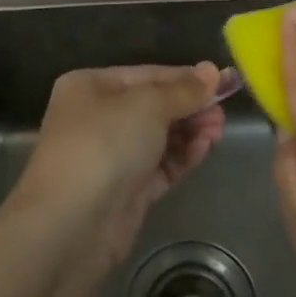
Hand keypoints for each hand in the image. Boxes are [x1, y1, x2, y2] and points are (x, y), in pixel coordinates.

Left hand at [10, 63, 225, 266]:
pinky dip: (183, 156)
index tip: (224, 81)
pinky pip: (161, 165)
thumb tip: (213, 71)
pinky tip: (204, 149)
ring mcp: (111, 156)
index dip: (187, 78)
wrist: (71, 225)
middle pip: (156, 106)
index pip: (148, 75)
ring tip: (217, 132)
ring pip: (161, 137)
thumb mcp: (148, 106)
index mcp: (91, 86)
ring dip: (191, 132)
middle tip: (222, 113)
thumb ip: (184, 90)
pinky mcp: (126, 190)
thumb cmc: (104, 145)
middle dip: (191, 107)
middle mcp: (98, 117)